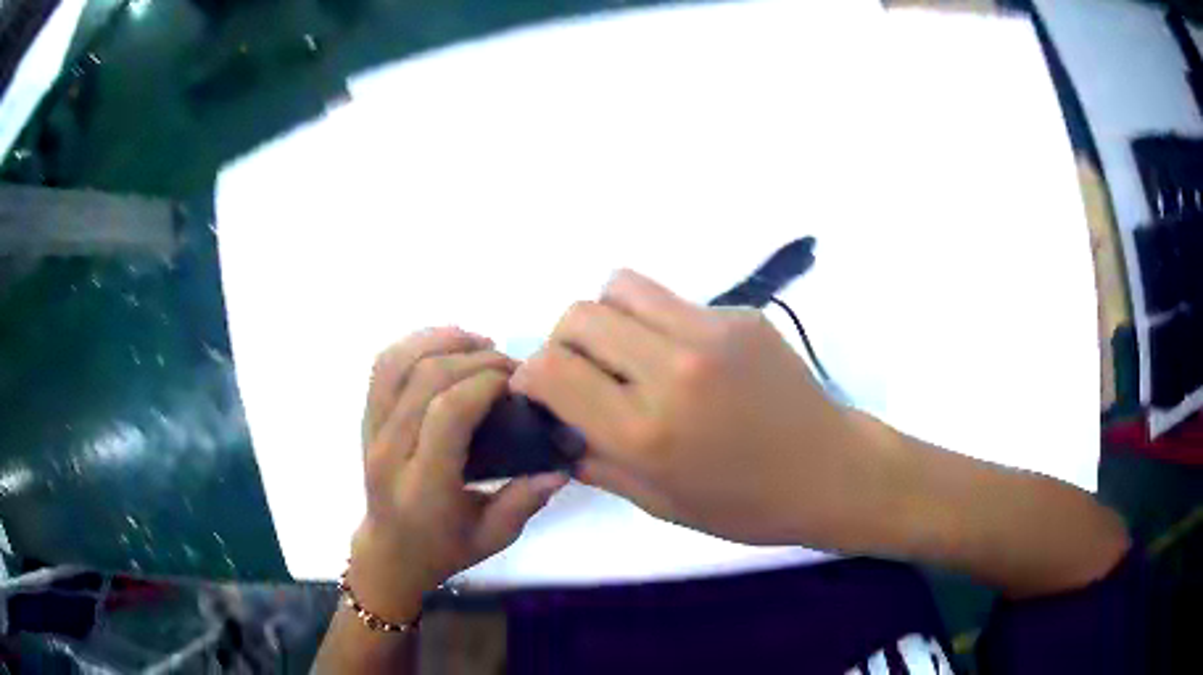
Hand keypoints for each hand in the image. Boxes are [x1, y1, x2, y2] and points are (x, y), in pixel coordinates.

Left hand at [349, 327, 567, 621]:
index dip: (484, 383)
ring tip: (479, 343)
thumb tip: (560, 467)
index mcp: (423, 486)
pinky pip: (383, 367)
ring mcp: (371, 431)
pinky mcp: (366, 419)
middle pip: (425, 379)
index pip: (448, 413)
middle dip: (474, 358)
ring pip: (397, 363)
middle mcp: (390, 452)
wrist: (390, 552)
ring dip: (440, 341)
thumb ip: (524, 501)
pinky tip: (447, 347)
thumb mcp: (494, 537)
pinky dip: (415, 344)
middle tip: (509, 366)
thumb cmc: (444, 549)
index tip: (516, 382)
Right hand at [511, 270, 899, 550]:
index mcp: (647, 431)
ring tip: (629, 353)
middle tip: (586, 374)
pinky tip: (686, 358)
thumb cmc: (745, 506)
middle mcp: (672, 369)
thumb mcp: (659, 502)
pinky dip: (657, 322)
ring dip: (608, 318)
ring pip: (621, 286)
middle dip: (564, 343)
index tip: (539, 390)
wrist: (830, 472)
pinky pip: (671, 300)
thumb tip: (557, 429)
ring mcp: (710, 332)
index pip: (552, 369)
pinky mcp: (739, 315)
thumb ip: (596, 461)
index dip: (530, 375)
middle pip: (579, 315)